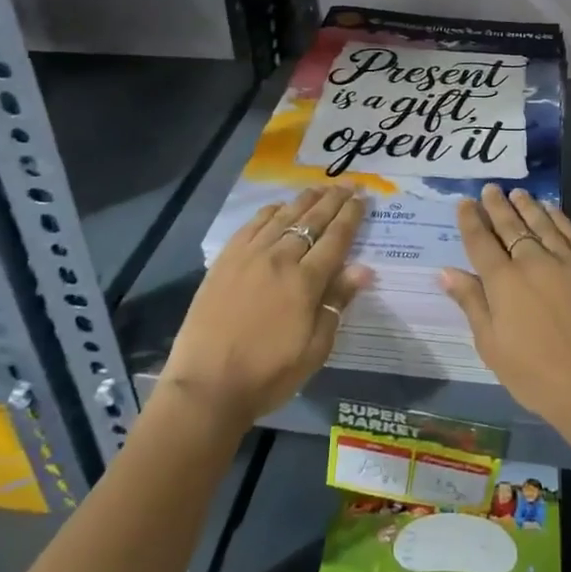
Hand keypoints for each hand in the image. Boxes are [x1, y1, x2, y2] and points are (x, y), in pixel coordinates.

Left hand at [160, 185, 371, 427]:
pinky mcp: (225, 261)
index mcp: (306, 282)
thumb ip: (337, 303)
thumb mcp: (315, 349)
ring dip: (305, 199)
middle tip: (349, 185)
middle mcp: (280, 259)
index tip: (364, 198)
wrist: (207, 387)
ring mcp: (249, 256)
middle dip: (334, 200)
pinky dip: (270, 211)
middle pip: (312, 220)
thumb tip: (364, 268)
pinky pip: (252, 225)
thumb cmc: (268, 374)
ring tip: (320, 187)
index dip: (352, 216)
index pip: (336, 238)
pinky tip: (279, 206)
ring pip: (283, 216)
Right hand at [439, 184, 570, 440]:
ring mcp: (565, 261)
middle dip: (497, 206)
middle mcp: (532, 261)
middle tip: (490, 188)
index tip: (465, 202)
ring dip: (527, 206)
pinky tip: (551, 209)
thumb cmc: (535, 375)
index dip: (470, 220)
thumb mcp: (492, 346)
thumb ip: (471, 303)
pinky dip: (558, 217)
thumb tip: (447, 271)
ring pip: (541, 223)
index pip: (481, 241)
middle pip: (510, 226)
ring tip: (517, 193)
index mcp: (503, 282)